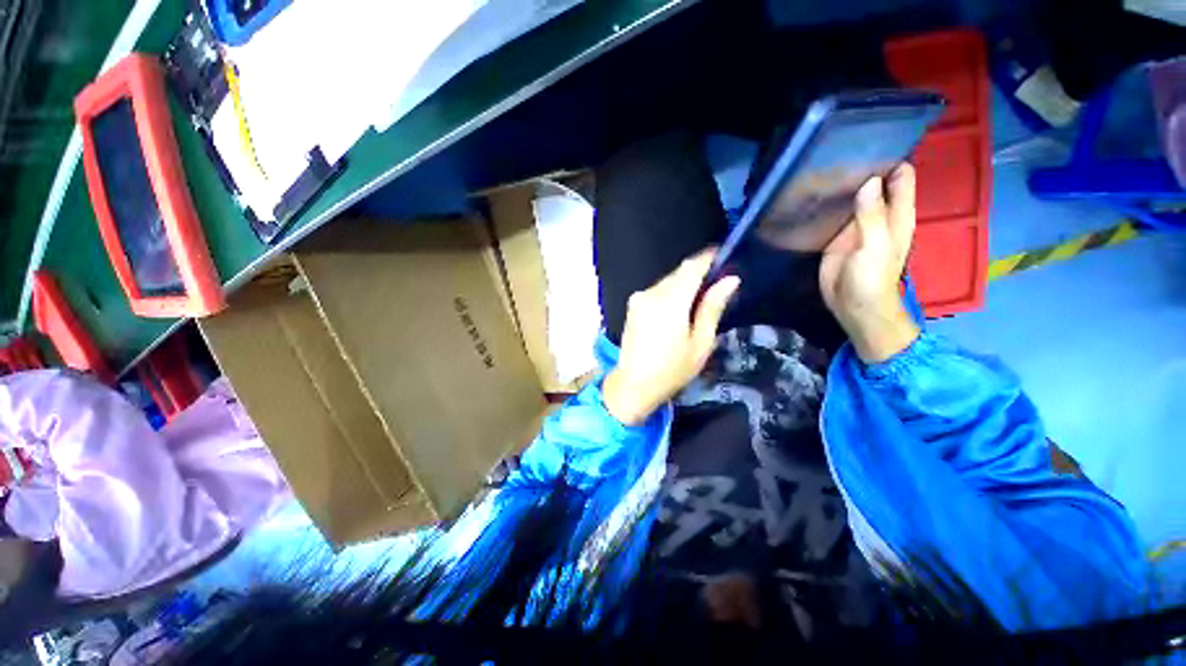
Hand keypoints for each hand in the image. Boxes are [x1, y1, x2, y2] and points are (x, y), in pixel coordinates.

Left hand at [603, 251, 740, 425]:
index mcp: (670, 302)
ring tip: (697, 305)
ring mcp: (638, 299)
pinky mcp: (632, 306)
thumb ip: (712, 307)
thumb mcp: (700, 342)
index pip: (691, 267)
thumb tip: (730, 280)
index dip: (708, 259)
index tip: (724, 258)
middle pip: (679, 274)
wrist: (633, 384)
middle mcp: (651, 293)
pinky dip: (671, 295)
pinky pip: (657, 291)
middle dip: (698, 276)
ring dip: (684, 286)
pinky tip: (678, 313)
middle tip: (716, 289)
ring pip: (667, 282)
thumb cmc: (672, 370)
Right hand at [820, 164, 920, 363]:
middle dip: (863, 166)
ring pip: (852, 196)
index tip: (872, 141)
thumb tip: (869, 180)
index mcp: (896, 213)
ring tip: (823, 165)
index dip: (892, 157)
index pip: (901, 176)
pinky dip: (827, 203)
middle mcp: (877, 213)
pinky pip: (833, 213)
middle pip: (874, 181)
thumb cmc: (872, 278)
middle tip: (839, 151)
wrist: (853, 305)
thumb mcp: (874, 246)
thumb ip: (871, 215)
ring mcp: (854, 224)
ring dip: (842, 184)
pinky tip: (813, 193)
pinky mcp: (835, 236)